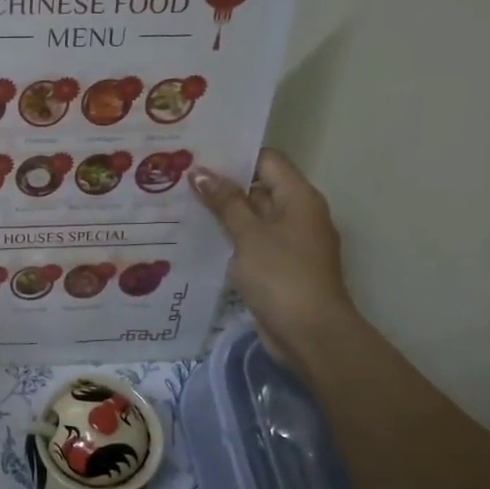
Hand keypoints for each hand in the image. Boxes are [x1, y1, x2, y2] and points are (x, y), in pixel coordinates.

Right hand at [190, 149, 354, 363]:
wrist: (309, 333)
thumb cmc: (281, 275)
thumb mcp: (249, 234)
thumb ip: (225, 202)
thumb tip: (200, 172)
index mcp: (299, 198)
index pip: (266, 161)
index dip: (235, 156)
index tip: (198, 155)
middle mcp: (297, 215)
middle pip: (258, 188)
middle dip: (222, 185)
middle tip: (179, 178)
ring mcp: (288, 243)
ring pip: (252, 218)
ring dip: (222, 214)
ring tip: (179, 205)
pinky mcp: (277, 268)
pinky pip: (251, 243)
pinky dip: (229, 239)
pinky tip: (197, 239)